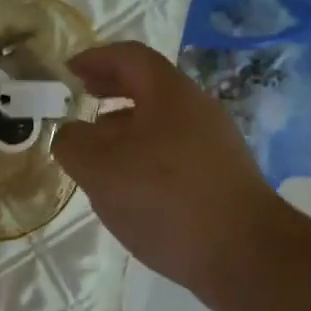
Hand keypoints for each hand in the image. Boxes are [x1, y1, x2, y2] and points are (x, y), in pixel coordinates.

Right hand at [52, 42, 278, 307]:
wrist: (242, 253)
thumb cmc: (165, 199)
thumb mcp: (100, 169)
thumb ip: (73, 144)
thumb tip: (70, 134)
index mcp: (170, 94)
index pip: (130, 57)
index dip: (95, 58)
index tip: (67, 72)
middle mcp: (197, 110)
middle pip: (148, 87)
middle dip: (110, 90)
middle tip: (80, 99)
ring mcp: (213, 144)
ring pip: (160, 122)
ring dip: (124, 127)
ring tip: (95, 149)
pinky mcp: (219, 177)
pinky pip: (172, 151)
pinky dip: (143, 154)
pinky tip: (127, 185)